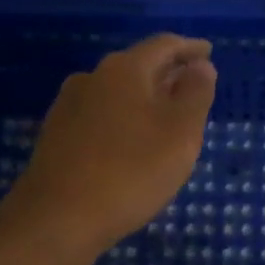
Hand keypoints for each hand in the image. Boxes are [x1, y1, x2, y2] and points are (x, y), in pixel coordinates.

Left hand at [0, 33, 216, 264]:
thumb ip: (196, 93)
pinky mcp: (57, 135)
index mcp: (125, 69)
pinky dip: (124, 117)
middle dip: (168, 72)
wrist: (56, 219)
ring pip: (118, 91)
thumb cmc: (131, 171)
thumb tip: (201, 66)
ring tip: (166, 115)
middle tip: (193, 84)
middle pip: (138, 65)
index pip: (164, 45)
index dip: (190, 48)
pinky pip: (101, 114)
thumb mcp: (180, 132)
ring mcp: (70, 106)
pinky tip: (132, 140)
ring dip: (145, 96)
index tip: (208, 52)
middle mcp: (93, 77)